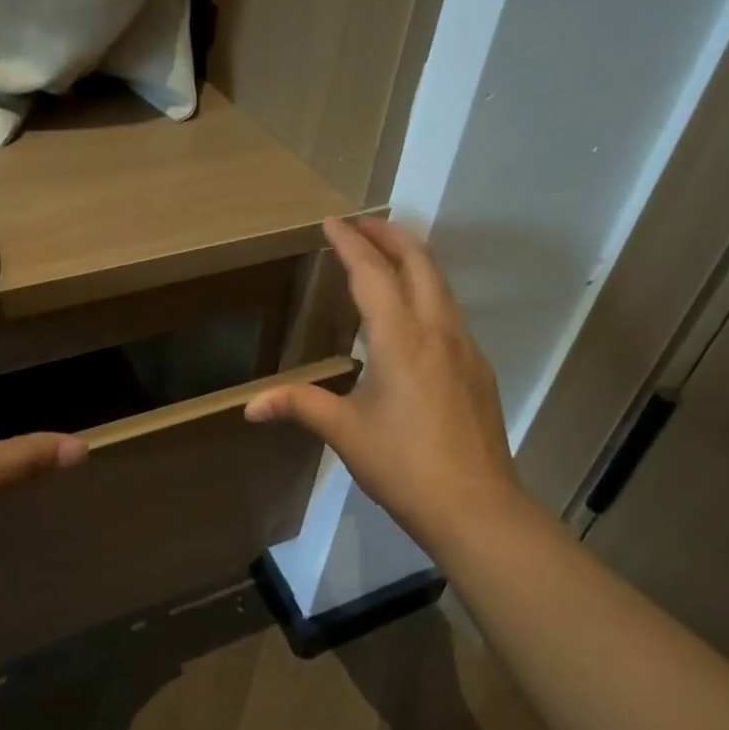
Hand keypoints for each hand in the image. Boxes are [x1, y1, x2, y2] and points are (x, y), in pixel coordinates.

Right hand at [245, 216, 528, 558]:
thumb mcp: (345, 432)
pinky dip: (427, 292)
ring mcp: (465, 348)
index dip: (350, 243)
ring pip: (441, 284)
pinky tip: (410, 317)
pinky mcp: (478, 369)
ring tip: (385, 258)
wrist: (476, 508)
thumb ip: (299, 406)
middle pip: (420, 261)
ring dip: (412, 260)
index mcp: (401, 338)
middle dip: (389, 235)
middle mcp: (438, 330)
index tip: (331, 221)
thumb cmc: (404, 466)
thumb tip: (250, 408)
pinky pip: (450, 313)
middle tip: (360, 226)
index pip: (373, 273)